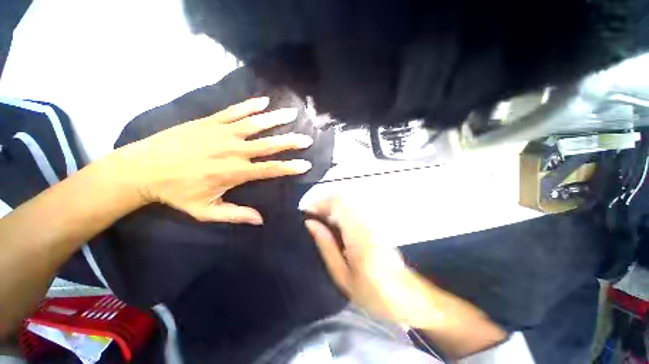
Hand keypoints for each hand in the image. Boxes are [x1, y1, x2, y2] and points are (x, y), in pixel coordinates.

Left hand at [117, 97, 312, 224]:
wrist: (142, 168)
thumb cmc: (177, 192)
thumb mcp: (206, 211)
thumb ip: (235, 215)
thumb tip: (260, 220)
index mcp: (235, 172)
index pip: (271, 169)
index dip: (290, 167)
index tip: (306, 164)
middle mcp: (234, 150)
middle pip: (269, 145)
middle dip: (291, 141)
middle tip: (307, 138)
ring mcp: (222, 133)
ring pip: (256, 124)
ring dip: (276, 119)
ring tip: (293, 113)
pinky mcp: (210, 121)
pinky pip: (235, 111)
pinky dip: (251, 105)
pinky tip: (264, 101)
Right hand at [305, 197, 506, 357]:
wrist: (409, 297)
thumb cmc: (374, 293)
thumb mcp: (343, 276)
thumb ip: (326, 246)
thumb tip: (310, 223)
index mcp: (358, 234)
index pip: (337, 204)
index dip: (319, 203)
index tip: (305, 213)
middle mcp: (366, 221)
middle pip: (341, 198)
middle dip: (323, 204)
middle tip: (311, 219)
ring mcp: (373, 220)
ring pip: (347, 202)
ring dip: (331, 207)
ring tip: (320, 223)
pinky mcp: (375, 223)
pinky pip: (353, 210)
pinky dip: (340, 212)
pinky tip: (334, 227)